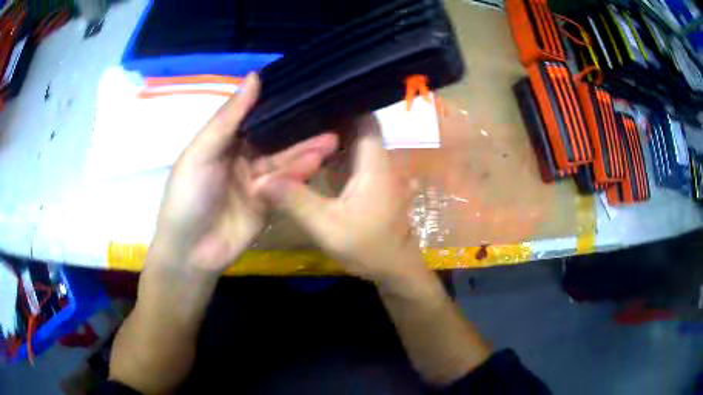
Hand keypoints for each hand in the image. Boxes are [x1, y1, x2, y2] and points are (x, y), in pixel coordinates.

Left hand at [150, 73, 337, 273]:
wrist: (191, 252)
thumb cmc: (188, 196)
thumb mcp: (202, 151)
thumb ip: (228, 117)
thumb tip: (255, 76)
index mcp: (224, 140)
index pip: (254, 115)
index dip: (277, 102)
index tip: (305, 88)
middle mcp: (242, 156)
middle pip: (274, 138)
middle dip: (298, 129)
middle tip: (329, 116)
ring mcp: (256, 181)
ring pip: (284, 161)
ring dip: (305, 151)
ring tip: (332, 139)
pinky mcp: (268, 203)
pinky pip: (285, 185)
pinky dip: (300, 174)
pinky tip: (318, 162)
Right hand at [256, 116, 425, 282]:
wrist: (393, 268)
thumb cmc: (368, 247)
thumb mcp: (327, 226)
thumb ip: (295, 201)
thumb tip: (259, 180)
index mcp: (374, 160)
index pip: (363, 115)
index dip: (342, 101)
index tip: (312, 95)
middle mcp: (376, 159)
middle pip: (354, 125)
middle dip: (328, 115)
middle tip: (294, 109)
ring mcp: (373, 170)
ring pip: (350, 140)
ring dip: (327, 133)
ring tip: (296, 124)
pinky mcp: (367, 182)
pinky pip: (348, 157)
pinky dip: (330, 152)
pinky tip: (307, 152)